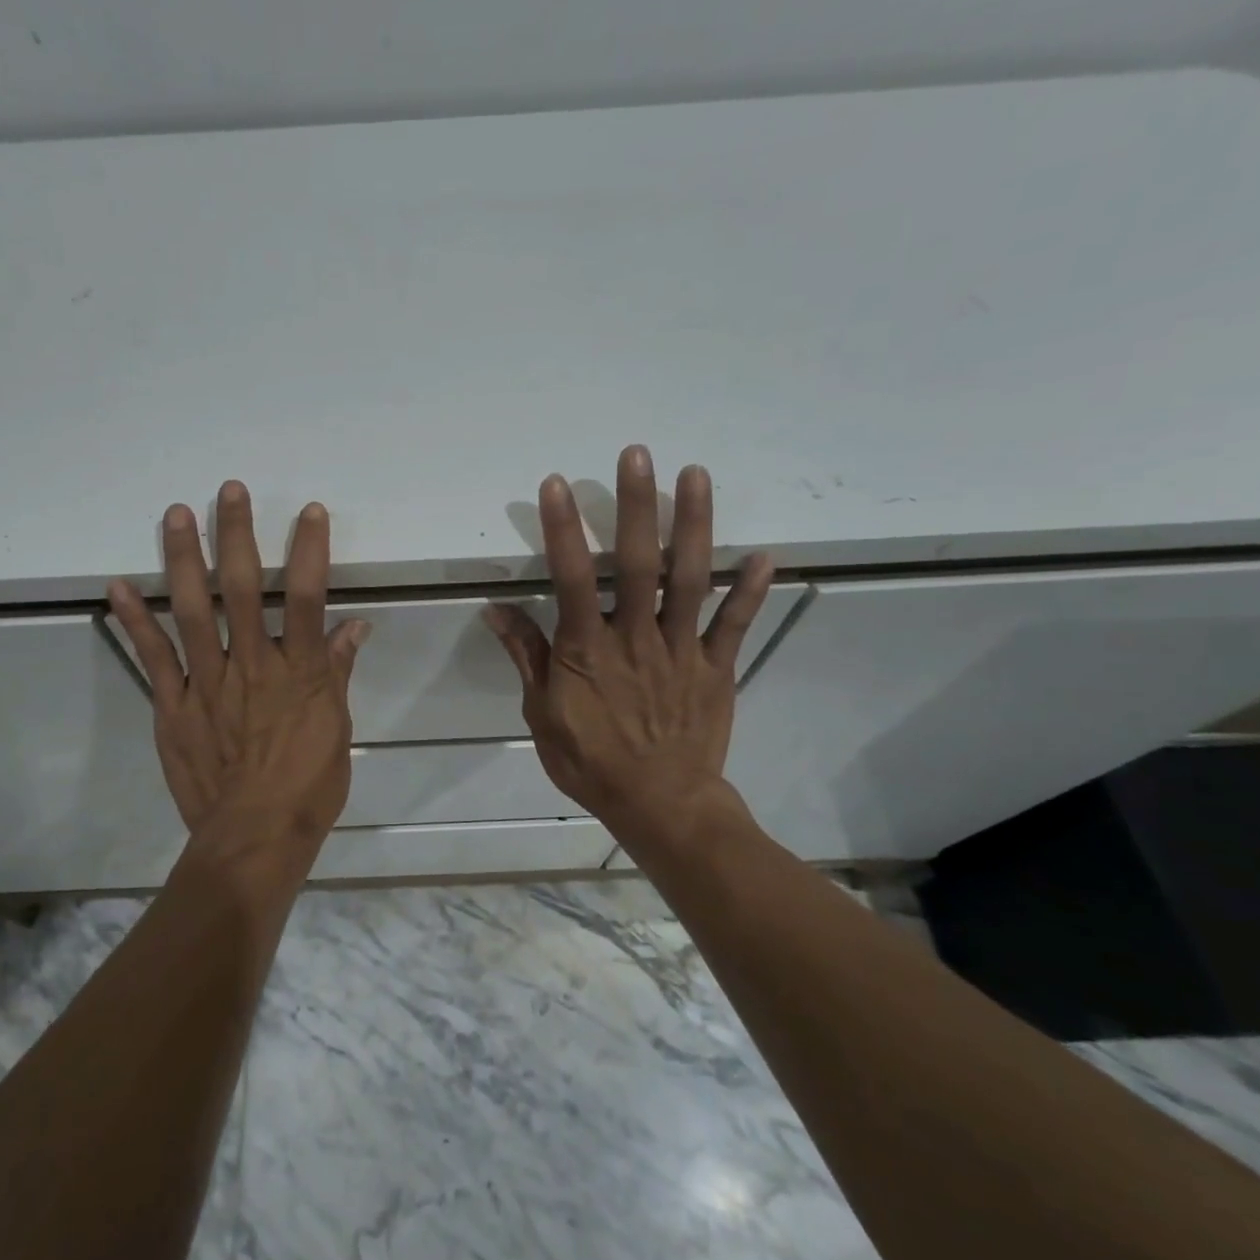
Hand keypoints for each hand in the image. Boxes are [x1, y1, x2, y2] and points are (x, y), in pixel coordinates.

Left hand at [108, 482, 370, 861]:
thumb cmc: (307, 787)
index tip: (308, 511)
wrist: (254, 838)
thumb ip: (339, 673)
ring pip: (195, 610)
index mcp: (300, 672)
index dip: (309, 550)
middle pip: (245, 589)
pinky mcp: (174, 706)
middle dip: (237, 535)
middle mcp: (254, 664)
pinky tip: (119, 585)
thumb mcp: (337, 729)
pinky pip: (153, 657)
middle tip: (228, 490)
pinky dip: (135, 621)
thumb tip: (357, 627)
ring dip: (184, 559)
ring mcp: (209, 682)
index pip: (308, 597)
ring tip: (176, 515)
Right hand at [484, 445, 772, 857]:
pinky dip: (749, 590)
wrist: (659, 806)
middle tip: (637, 454)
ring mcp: (682, 649)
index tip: (556, 485)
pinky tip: (764, 554)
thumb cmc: (591, 761)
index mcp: (588, 650)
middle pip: (638, 564)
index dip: (563, 530)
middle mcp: (636, 638)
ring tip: (696, 475)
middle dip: (637, 506)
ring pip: (690, 579)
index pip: (573, 579)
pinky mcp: (716, 667)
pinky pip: (735, 624)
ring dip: (694, 526)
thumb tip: (495, 609)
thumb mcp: (543, 713)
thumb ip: (527, 656)